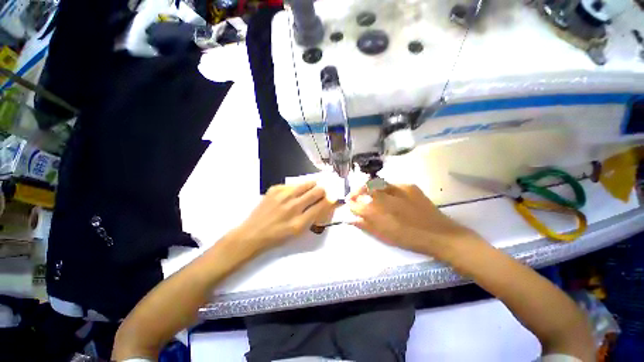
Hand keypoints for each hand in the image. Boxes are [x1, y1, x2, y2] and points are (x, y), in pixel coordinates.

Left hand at [230, 181, 335, 255]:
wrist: (252, 233)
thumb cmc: (277, 236)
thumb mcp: (298, 232)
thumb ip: (313, 217)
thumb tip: (325, 203)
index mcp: (300, 222)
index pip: (322, 205)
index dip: (330, 200)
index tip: (333, 198)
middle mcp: (293, 206)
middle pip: (317, 191)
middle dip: (323, 191)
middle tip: (321, 193)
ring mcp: (283, 195)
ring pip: (307, 183)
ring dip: (312, 186)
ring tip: (310, 190)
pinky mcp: (275, 189)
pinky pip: (293, 184)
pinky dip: (297, 188)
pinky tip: (293, 194)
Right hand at [348, 183, 480, 256]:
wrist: (440, 235)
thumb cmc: (410, 239)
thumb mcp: (385, 236)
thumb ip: (366, 225)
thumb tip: (352, 219)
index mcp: (379, 212)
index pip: (357, 204)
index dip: (351, 204)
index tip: (349, 204)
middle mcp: (386, 197)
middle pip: (364, 188)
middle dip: (356, 191)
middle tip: (355, 197)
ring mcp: (398, 189)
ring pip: (376, 183)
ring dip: (368, 188)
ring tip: (368, 194)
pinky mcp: (409, 186)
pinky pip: (390, 184)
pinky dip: (383, 187)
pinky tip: (386, 195)